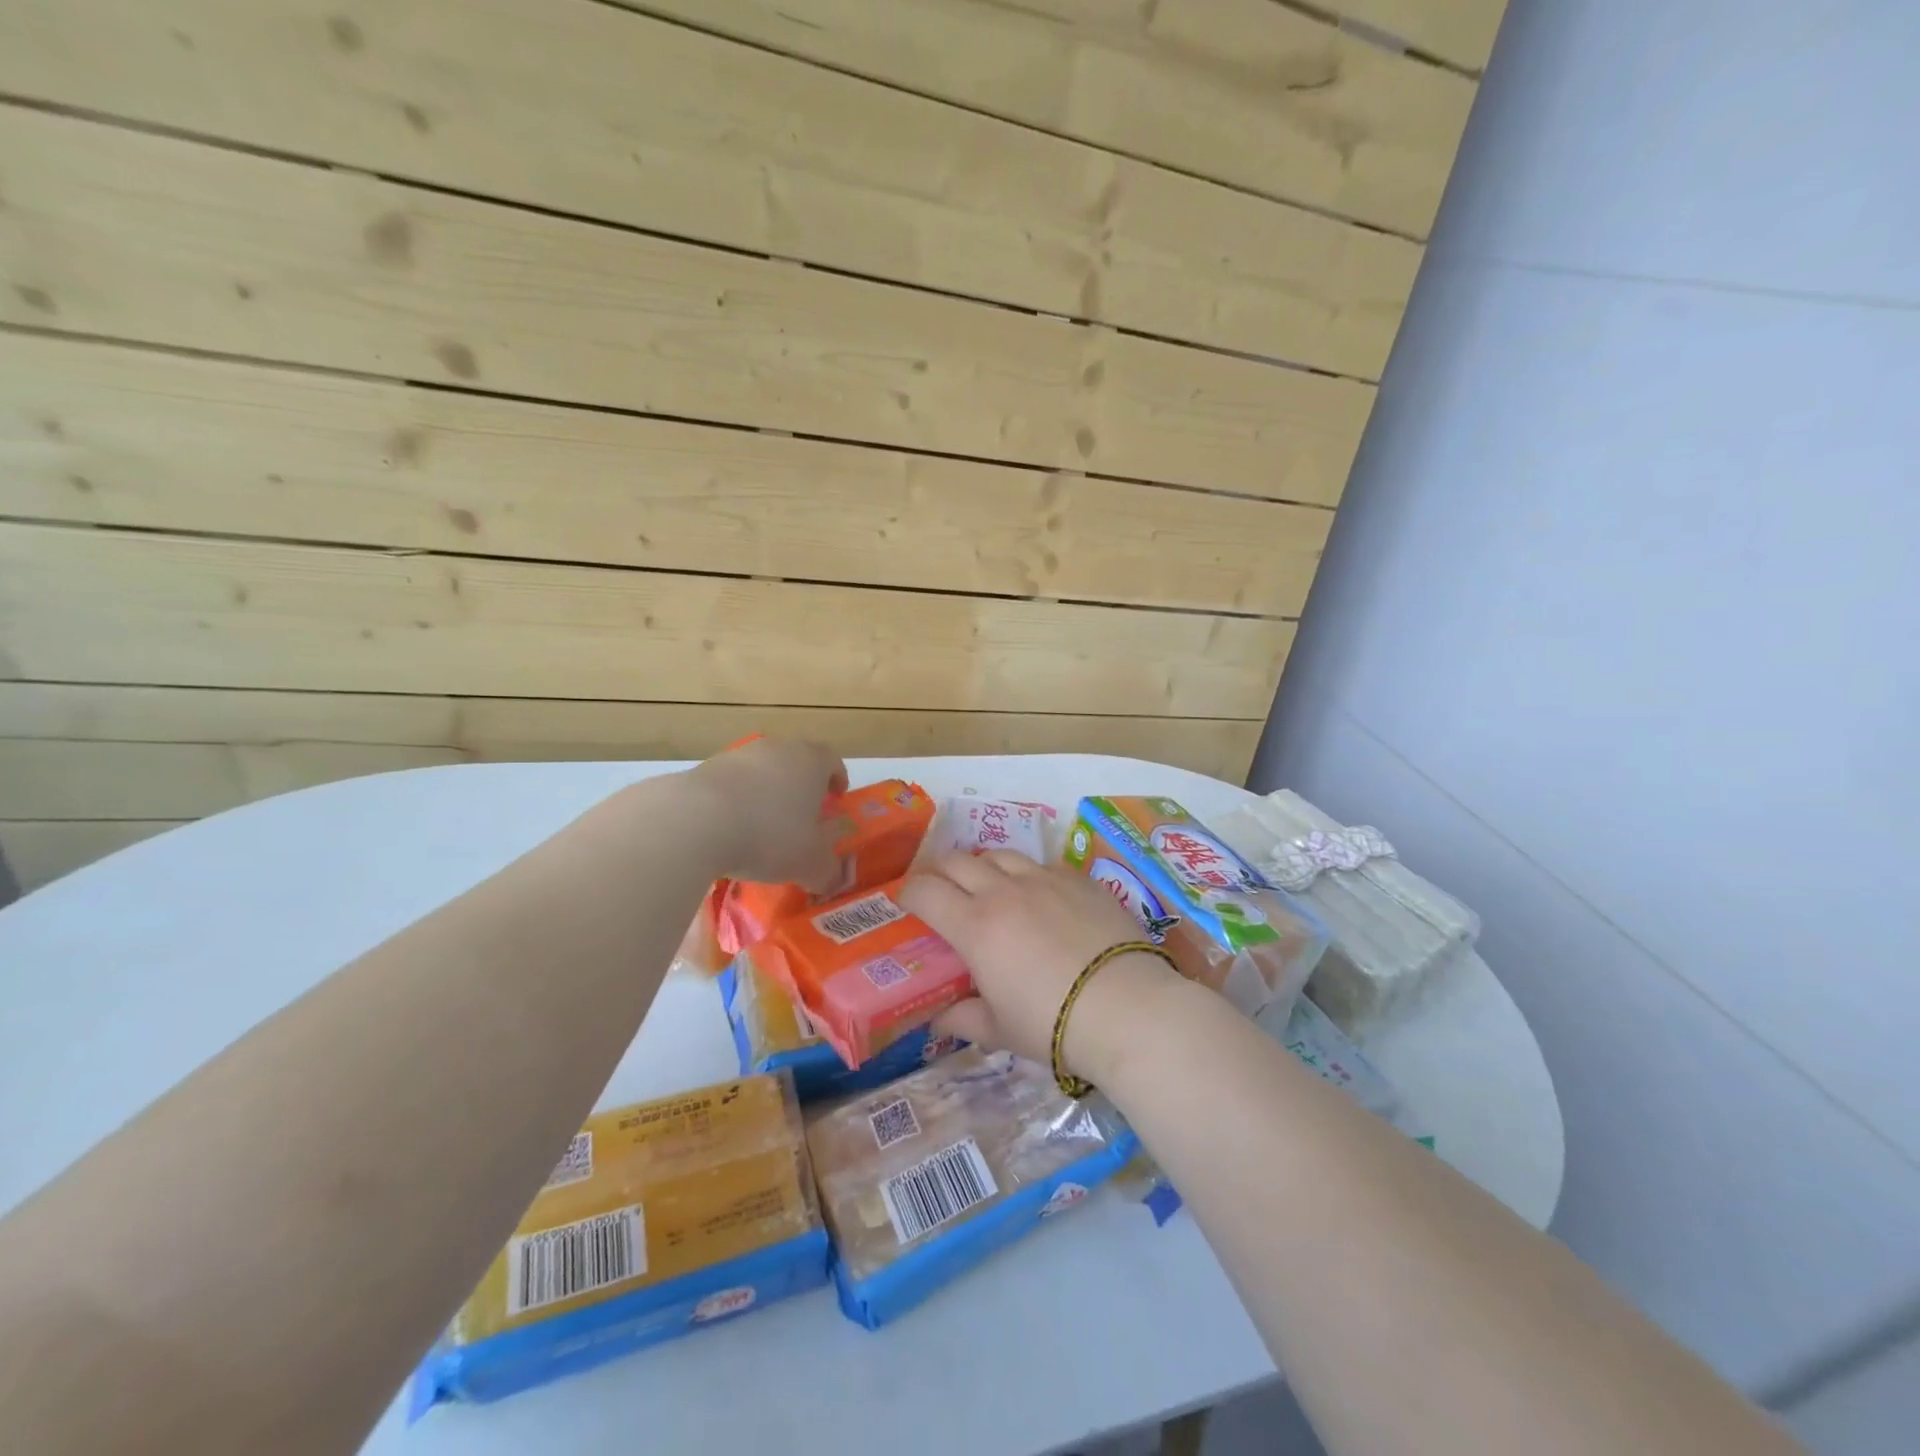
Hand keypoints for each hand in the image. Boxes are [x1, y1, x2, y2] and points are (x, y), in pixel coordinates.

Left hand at [681, 738, 847, 891]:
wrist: (694, 820)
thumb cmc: (769, 834)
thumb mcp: (809, 863)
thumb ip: (827, 871)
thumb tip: (834, 880)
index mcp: (810, 761)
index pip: (832, 760)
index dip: (837, 779)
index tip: (836, 799)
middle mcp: (776, 749)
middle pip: (795, 763)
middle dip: (800, 788)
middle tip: (801, 818)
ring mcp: (737, 755)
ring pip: (760, 773)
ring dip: (764, 795)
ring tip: (761, 829)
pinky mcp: (703, 769)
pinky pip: (729, 786)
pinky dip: (734, 804)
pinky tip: (728, 832)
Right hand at [899, 851, 1183, 1082]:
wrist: (1127, 1007)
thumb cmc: (1053, 1023)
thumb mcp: (1000, 1030)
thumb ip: (963, 1018)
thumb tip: (938, 1018)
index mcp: (975, 926)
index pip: (925, 891)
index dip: (908, 892)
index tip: (906, 903)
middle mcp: (1003, 891)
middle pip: (957, 860)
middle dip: (939, 871)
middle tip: (940, 891)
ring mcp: (1044, 879)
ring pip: (999, 854)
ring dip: (983, 867)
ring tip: (988, 887)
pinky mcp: (1078, 878)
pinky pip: (1041, 864)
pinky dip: (1027, 875)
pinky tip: (1039, 897)